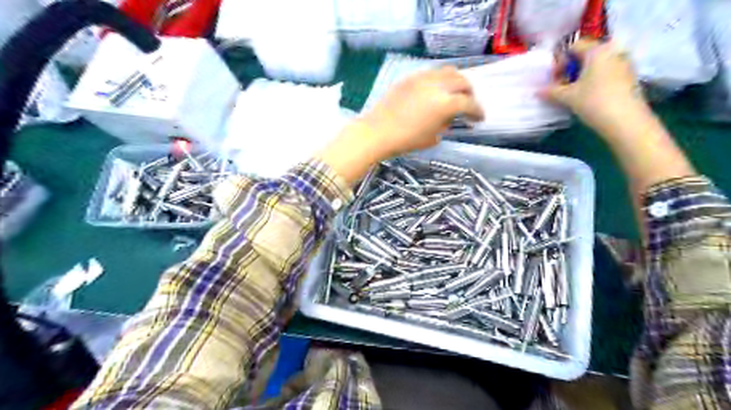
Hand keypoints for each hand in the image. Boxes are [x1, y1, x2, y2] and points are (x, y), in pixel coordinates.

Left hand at [317, 67, 482, 185]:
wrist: (376, 132)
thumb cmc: (405, 141)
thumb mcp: (431, 138)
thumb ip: (444, 124)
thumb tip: (448, 117)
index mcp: (444, 103)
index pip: (469, 103)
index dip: (477, 111)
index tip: (480, 118)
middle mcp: (436, 85)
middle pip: (461, 81)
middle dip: (469, 92)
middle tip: (468, 103)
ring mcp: (422, 78)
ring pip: (447, 71)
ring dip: (455, 81)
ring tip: (453, 92)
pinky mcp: (409, 78)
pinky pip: (431, 73)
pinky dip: (439, 80)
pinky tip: (434, 90)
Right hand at [539, 39, 646, 139]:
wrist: (625, 120)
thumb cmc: (594, 102)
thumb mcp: (567, 97)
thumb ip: (551, 91)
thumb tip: (538, 91)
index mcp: (597, 50)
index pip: (574, 46)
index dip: (560, 61)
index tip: (554, 78)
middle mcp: (613, 51)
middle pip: (586, 55)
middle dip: (572, 70)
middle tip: (562, 87)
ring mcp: (625, 64)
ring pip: (597, 65)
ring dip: (583, 76)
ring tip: (574, 93)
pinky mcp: (630, 77)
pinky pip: (607, 73)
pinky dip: (595, 81)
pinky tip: (589, 97)